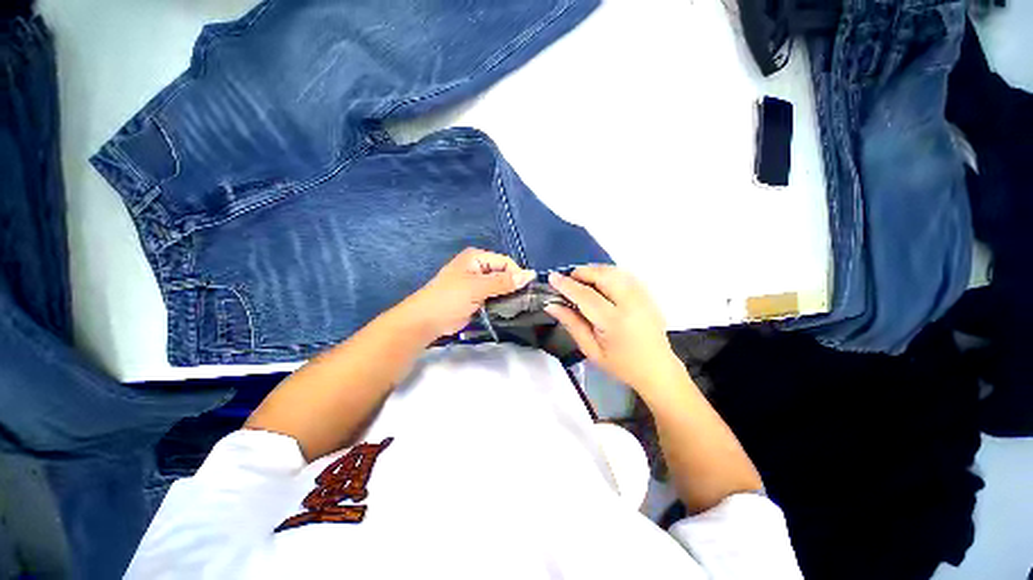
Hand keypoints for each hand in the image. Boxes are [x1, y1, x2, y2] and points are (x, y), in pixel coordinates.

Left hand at [399, 248, 534, 339]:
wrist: (426, 321)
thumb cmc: (449, 299)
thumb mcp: (477, 287)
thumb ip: (503, 282)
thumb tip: (530, 275)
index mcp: (477, 258)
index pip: (505, 262)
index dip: (517, 274)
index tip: (527, 291)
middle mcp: (479, 268)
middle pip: (504, 274)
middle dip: (514, 286)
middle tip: (525, 301)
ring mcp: (478, 284)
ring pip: (501, 287)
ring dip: (509, 296)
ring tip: (519, 307)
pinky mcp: (477, 298)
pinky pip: (495, 297)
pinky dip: (502, 303)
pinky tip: (509, 311)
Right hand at [546, 266, 683, 394]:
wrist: (657, 369)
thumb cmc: (621, 365)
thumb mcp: (591, 350)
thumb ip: (572, 324)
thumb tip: (552, 305)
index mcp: (614, 322)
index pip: (586, 295)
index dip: (567, 285)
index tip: (552, 277)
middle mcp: (631, 303)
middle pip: (603, 275)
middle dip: (582, 273)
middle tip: (568, 281)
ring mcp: (643, 296)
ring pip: (614, 271)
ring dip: (594, 271)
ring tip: (581, 281)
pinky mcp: (648, 294)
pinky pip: (624, 274)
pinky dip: (608, 274)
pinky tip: (600, 283)